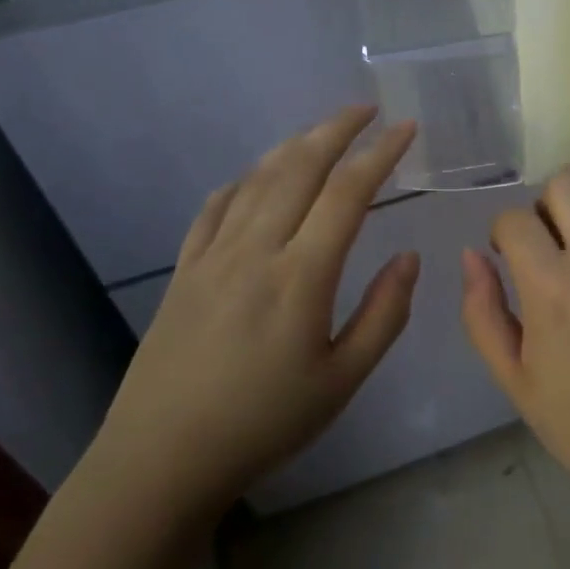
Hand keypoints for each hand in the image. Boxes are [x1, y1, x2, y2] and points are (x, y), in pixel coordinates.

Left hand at [96, 107, 418, 518]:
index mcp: (301, 276)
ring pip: (257, 180)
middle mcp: (255, 250)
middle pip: (299, 168)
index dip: (380, 154)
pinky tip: (256, 179)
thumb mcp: (342, 381)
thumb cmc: (264, 424)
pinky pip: (215, 207)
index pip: (348, 193)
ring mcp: (212, 255)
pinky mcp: (183, 270)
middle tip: (366, 109)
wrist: (161, 459)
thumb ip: (383, 314)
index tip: (405, 128)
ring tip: (322, 132)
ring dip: (294, 146)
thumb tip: (408, 257)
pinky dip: (244, 181)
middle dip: (336, 129)